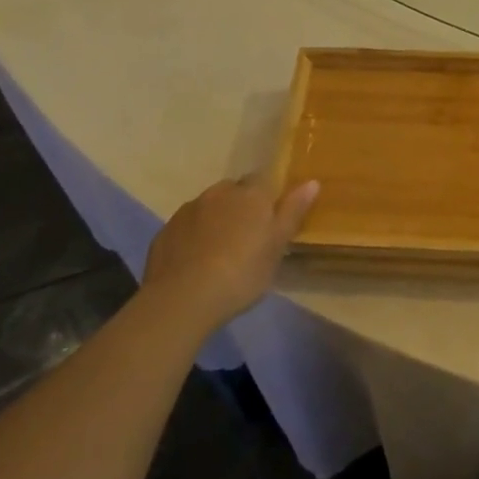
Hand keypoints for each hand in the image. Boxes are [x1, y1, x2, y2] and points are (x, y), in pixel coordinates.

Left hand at [141, 175, 319, 331]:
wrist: (182, 299)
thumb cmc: (241, 273)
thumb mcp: (277, 247)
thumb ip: (293, 212)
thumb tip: (312, 181)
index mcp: (251, 195)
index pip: (263, 180)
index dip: (266, 197)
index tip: (269, 219)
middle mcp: (219, 193)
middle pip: (233, 191)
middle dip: (239, 206)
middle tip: (246, 237)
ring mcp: (189, 210)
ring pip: (208, 207)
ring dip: (215, 220)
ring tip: (218, 251)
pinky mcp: (166, 231)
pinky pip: (186, 226)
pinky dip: (192, 236)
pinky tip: (195, 262)